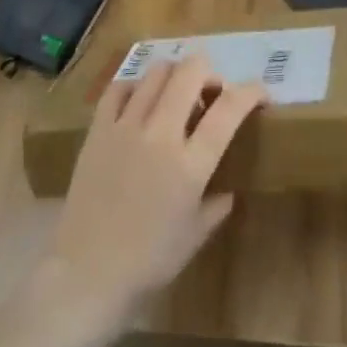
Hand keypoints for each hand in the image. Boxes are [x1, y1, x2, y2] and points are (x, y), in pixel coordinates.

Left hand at [40, 55, 264, 334]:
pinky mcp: (99, 129)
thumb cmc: (148, 261)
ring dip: (175, 75)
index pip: (229, 109)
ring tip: (176, 95)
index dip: (251, 92)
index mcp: (190, 164)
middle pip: (191, 72)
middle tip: (212, 94)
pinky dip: (137, 87)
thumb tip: (227, 189)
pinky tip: (140, 103)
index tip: (260, 93)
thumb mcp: (195, 236)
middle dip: (210, 73)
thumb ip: (216, 204)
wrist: (85, 274)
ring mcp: (127, 127)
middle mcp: (161, 134)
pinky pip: (120, 88)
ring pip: (157, 71)